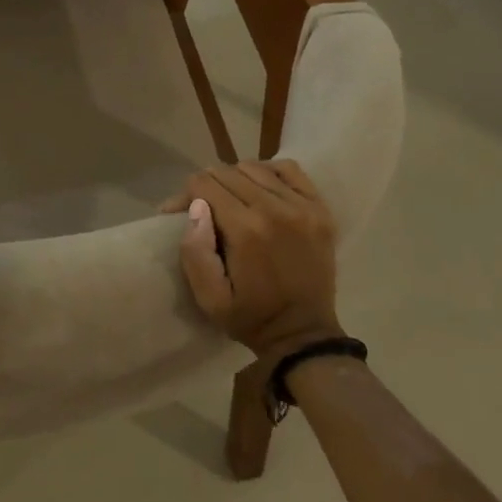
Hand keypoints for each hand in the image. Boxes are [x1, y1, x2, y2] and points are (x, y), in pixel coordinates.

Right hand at [160, 161, 344, 362]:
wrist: (304, 334)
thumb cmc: (250, 317)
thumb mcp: (209, 298)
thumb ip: (195, 252)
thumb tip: (196, 207)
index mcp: (246, 231)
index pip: (204, 184)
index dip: (186, 195)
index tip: (180, 211)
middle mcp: (276, 209)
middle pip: (228, 172)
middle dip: (207, 186)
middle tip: (203, 208)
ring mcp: (303, 206)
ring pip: (255, 167)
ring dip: (236, 178)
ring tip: (231, 199)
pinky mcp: (320, 209)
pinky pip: (289, 169)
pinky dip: (269, 171)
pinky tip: (260, 188)